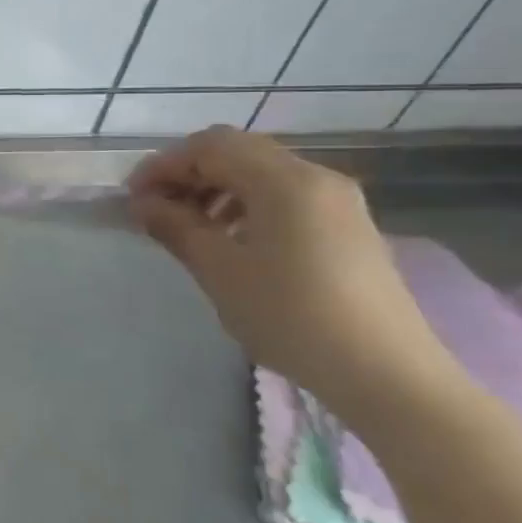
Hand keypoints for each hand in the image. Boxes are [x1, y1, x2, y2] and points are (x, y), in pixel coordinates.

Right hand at [128, 126, 457, 412]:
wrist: (388, 375)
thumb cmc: (292, 316)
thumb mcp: (220, 271)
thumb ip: (176, 227)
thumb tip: (142, 204)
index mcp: (285, 181)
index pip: (210, 147)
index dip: (164, 165)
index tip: (133, 197)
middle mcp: (316, 178)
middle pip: (237, 152)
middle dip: (189, 173)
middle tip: (156, 207)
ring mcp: (338, 202)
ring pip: (261, 173)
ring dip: (216, 188)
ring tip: (189, 227)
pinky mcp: (347, 227)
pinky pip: (285, 196)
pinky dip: (246, 204)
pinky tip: (231, 241)